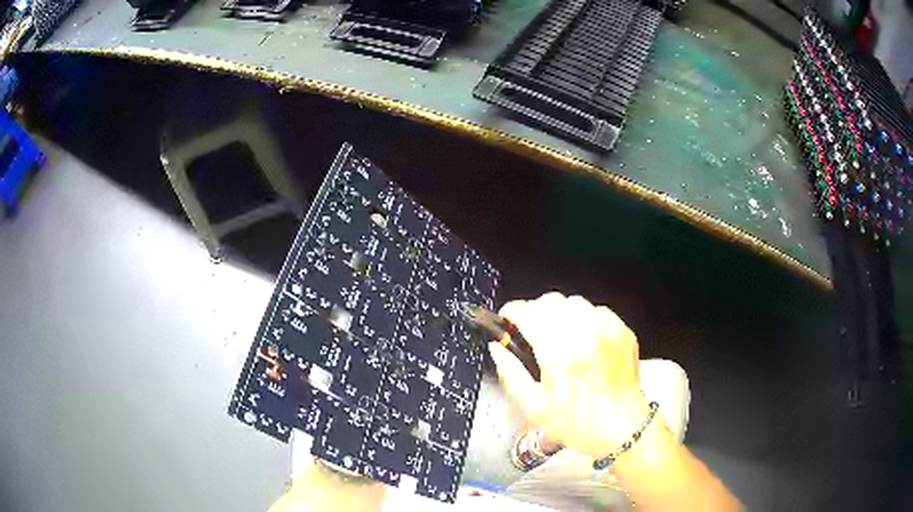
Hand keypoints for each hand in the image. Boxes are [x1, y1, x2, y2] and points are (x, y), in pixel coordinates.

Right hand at [490, 293, 656, 458]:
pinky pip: (596, 311)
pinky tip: (581, 339)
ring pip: (574, 302)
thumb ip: (511, 373)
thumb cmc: (577, 424)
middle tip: (529, 331)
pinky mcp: (623, 332)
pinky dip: (583, 319)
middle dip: (534, 311)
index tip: (506, 319)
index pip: (529, 313)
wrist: (623, 429)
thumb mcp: (534, 407)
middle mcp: (586, 335)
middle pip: (550, 301)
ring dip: (559, 313)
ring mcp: (608, 331)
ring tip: (556, 335)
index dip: (511, 311)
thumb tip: (497, 348)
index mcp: (560, 355)